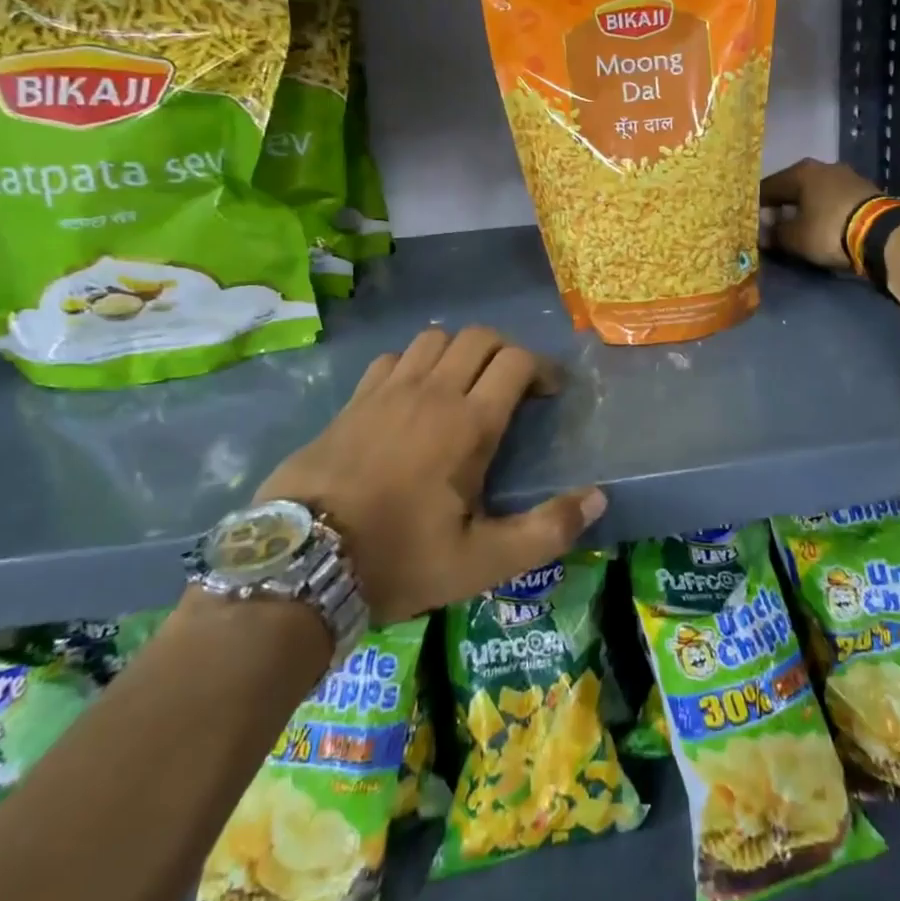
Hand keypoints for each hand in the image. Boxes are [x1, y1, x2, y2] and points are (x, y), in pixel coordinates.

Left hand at [252, 327, 605, 622]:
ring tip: (464, 386)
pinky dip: (413, 364)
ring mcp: (388, 391)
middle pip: (479, 337)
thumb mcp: (482, 562)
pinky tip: (412, 396)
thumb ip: (546, 530)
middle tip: (513, 386)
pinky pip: (392, 358)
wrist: (301, 563)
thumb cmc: (399, 559)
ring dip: (460, 352)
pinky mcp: (354, 400)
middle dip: (506, 352)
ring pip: (434, 339)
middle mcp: (432, 392)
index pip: (516, 361)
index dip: (542, 368)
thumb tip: (598, 499)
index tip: (550, 393)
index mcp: (469, 423)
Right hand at [759, 158, 880, 270]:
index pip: (768, 186)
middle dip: (781, 205)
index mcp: (800, 172)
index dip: (756, 205)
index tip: (750, 221)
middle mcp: (822, 167)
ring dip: (804, 207)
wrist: (882, 233)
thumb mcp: (794, 238)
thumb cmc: (828, 230)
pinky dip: (824, 210)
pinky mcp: (865, 189)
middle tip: (772, 225)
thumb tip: (762, 233)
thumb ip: (774, 234)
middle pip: (793, 187)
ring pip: (815, 192)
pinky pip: (833, 199)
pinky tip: (822, 224)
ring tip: (798, 227)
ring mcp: (847, 176)